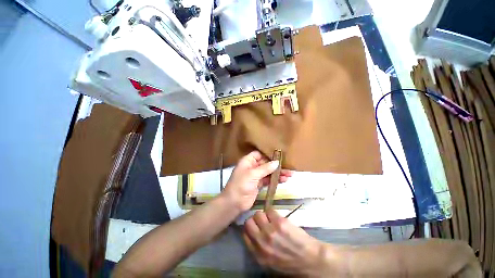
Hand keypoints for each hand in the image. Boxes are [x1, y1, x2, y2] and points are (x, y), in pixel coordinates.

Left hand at [222, 151, 292, 212]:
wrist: (234, 203)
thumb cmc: (241, 185)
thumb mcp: (252, 174)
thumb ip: (265, 168)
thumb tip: (277, 162)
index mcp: (248, 161)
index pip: (259, 154)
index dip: (268, 154)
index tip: (279, 155)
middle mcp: (252, 167)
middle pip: (266, 163)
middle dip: (276, 165)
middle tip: (289, 166)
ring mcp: (256, 176)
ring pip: (269, 172)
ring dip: (278, 173)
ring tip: (290, 174)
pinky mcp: (259, 184)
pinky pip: (269, 179)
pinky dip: (276, 179)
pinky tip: (284, 180)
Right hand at [243, 210, 325, 275]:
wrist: (310, 260)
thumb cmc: (290, 262)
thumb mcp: (269, 261)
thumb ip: (258, 248)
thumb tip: (251, 233)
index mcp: (258, 254)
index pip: (245, 234)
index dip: (249, 228)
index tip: (254, 226)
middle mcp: (262, 242)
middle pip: (249, 222)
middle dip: (254, 220)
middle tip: (262, 221)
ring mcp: (270, 231)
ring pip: (258, 214)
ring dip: (263, 215)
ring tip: (270, 219)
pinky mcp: (280, 222)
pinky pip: (269, 210)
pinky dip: (272, 212)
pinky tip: (277, 217)